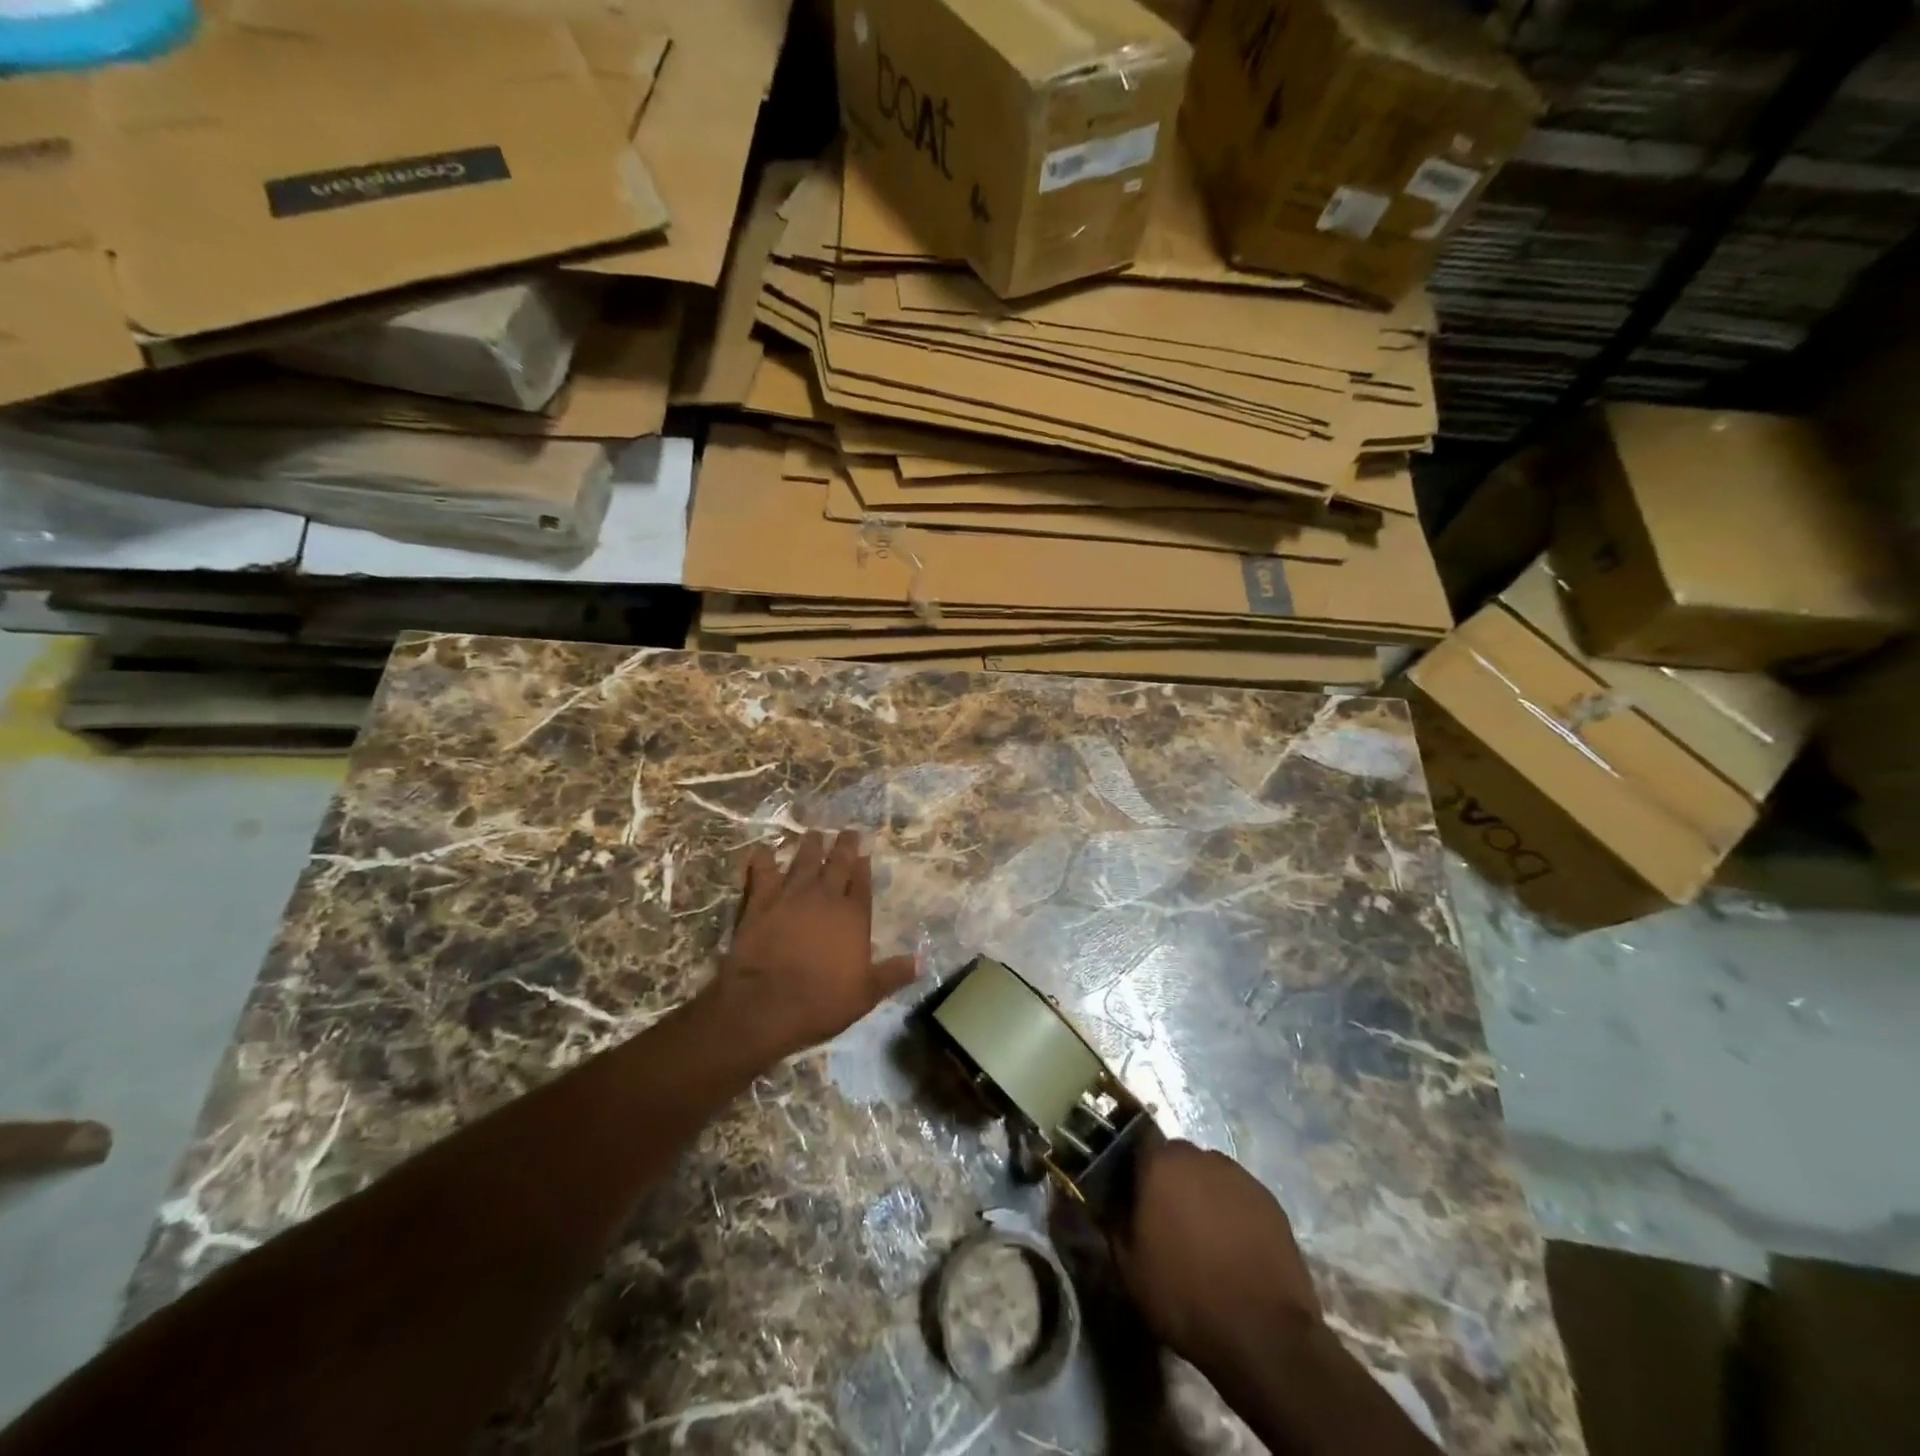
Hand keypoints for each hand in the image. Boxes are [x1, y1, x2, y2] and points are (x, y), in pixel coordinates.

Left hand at [708, 829, 916, 1060]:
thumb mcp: (867, 994)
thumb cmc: (822, 1001)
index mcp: (853, 916)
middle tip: (848, 830)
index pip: (862, 883)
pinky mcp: (760, 902)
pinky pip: (762, 873)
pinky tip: (762, 850)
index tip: (865, 852)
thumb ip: (893, 974)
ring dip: (810, 846)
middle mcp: (825, 897)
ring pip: (804, 861)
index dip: (864, 866)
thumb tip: (922, 962)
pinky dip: (762, 860)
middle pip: (838, 863)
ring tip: (814, 833)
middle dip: (844, 845)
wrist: (766, 1004)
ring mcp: (791, 896)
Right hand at [1109, 1138, 1321, 1369]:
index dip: (1133, 1163)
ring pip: (1209, 1174)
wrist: (1264, 1335)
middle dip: (1169, 1179)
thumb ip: (1112, 1220)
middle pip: (1176, 1157)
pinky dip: (1231, 1210)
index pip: (1138, 1140)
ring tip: (1203, 1235)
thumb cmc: (1185, 1296)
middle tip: (1165, 1217)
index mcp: (1161, 1163)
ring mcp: (1239, 1176)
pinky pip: (1238, 1194)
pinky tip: (1233, 1246)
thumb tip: (1105, 1196)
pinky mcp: (1270, 1200)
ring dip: (1201, 1193)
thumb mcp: (1129, 1267)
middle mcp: (1200, 1157)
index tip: (1130, 1189)